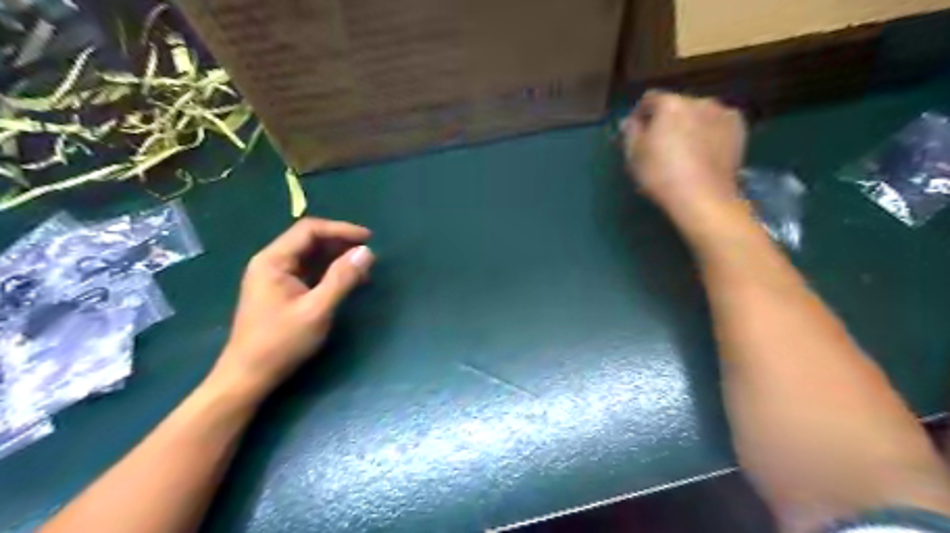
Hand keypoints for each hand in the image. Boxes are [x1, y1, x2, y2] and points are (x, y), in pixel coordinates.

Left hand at [209, 218, 373, 396]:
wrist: (249, 376)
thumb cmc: (281, 342)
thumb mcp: (317, 310)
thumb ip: (342, 279)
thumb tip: (366, 253)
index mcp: (273, 261)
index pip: (310, 230)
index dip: (341, 230)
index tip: (368, 239)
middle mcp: (272, 263)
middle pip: (310, 241)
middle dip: (341, 244)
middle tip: (368, 254)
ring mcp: (276, 278)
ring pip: (311, 257)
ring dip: (337, 259)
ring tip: (363, 269)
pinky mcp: (282, 292)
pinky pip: (309, 272)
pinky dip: (330, 273)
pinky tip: (347, 282)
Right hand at [626, 90, 748, 222]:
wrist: (703, 196)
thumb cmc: (661, 175)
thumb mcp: (634, 155)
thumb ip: (630, 132)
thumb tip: (631, 121)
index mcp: (670, 104)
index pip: (649, 100)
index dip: (639, 115)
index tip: (636, 133)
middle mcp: (698, 101)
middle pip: (676, 105)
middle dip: (667, 120)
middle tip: (661, 143)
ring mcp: (722, 112)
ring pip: (698, 114)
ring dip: (689, 125)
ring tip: (684, 150)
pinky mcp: (739, 128)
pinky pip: (716, 124)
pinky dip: (709, 133)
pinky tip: (703, 153)